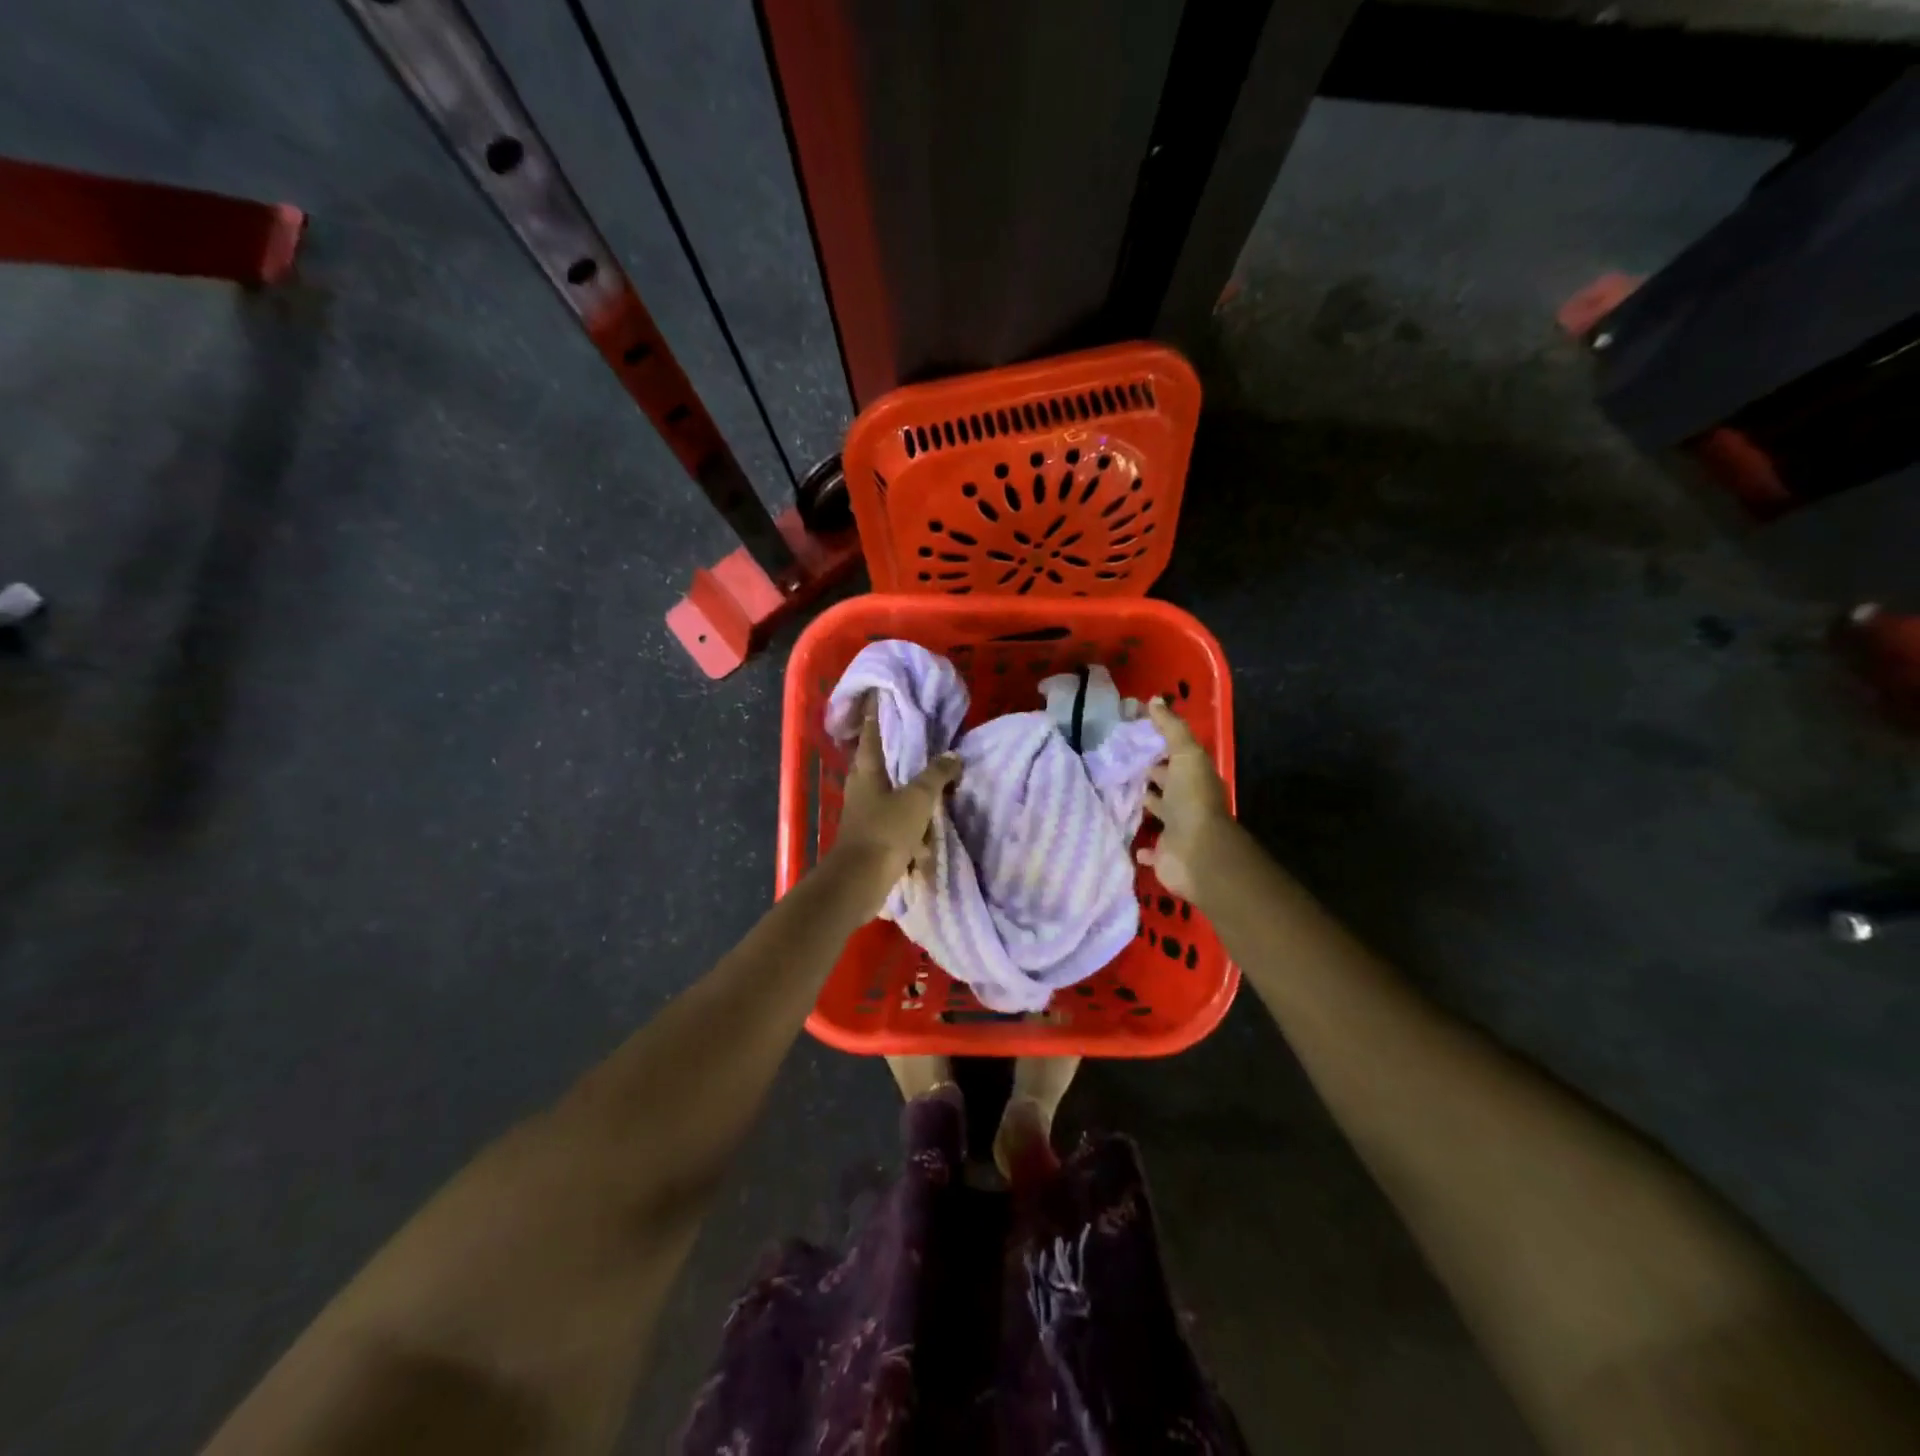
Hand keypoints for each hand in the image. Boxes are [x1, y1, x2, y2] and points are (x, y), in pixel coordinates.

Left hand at [830, 695, 961, 910]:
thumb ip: (937, 775)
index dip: (876, 711)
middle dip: (903, 755)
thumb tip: (953, 756)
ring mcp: (865, 813)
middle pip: (883, 762)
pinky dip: (913, 830)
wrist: (859, 882)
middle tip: (926, 742)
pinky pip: (897, 825)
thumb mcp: (918, 798)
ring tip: (938, 794)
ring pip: (893, 795)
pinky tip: (928, 840)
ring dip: (913, 798)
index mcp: (867, 769)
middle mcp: (862, 786)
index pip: (872, 730)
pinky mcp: (872, 837)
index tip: (881, 693)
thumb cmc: (885, 831)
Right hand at [1137, 698, 1233, 903]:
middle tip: (1117, 763)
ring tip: (1113, 794)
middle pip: (1166, 784)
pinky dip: (1140, 846)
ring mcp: (1175, 830)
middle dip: (1147, 775)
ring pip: (1156, 813)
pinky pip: (1149, 849)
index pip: (1175, 757)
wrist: (1196, 852)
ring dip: (1142, 805)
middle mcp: (1186, 802)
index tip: (1131, 736)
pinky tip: (1124, 836)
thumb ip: (1171, 728)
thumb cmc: (1191, 799)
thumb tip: (1155, 700)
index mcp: (1193, 778)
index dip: (1158, 747)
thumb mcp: (1185, 754)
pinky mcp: (1163, 854)